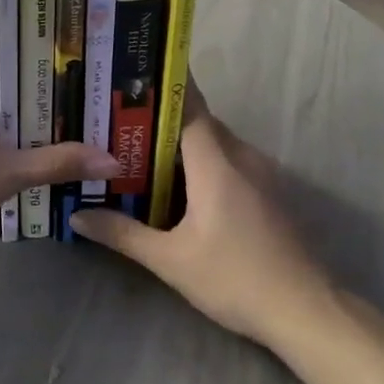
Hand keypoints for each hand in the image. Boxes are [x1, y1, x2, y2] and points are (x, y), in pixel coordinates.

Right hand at [70, 88, 332, 347]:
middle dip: (161, 121)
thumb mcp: (170, 260)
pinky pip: (231, 162)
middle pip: (199, 123)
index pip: (188, 106)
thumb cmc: (235, 278)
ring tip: (140, 152)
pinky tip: (180, 186)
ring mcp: (262, 173)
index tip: (133, 73)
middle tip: (120, 123)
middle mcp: (242, 157)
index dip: (162, 87)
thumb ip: (123, 233)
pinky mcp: (271, 192)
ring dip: (183, 145)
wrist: (306, 311)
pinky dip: (204, 163)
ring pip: (216, 144)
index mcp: (217, 162)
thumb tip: (77, 216)